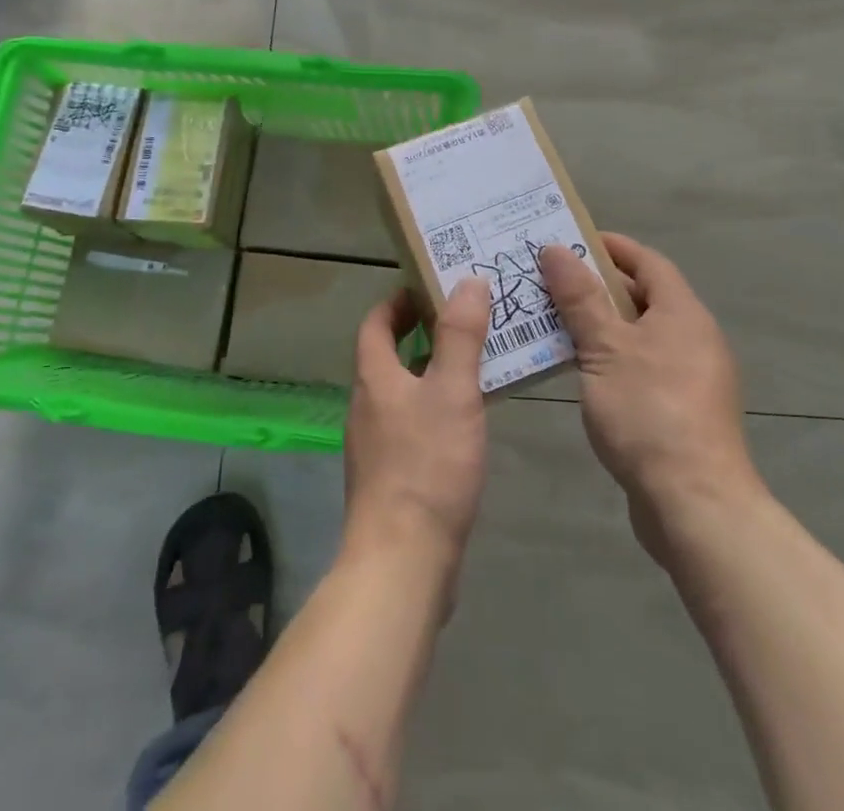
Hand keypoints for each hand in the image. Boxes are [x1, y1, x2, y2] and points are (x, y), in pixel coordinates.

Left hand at [342, 281, 491, 592]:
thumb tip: (467, 281)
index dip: (398, 301)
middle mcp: (367, 406)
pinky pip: (411, 426)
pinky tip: (467, 424)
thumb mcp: (452, 391)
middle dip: (422, 334)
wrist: (402, 562)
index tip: (430, 287)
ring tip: (476, 365)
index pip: (376, 323)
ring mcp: (376, 445)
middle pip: (388, 356)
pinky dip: (435, 410)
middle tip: (466, 321)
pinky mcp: (391, 478)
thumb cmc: (427, 465)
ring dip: (431, 373)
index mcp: (374, 377)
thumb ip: (460, 335)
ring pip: (402, 393)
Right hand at [540, 236, 763, 562]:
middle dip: (596, 286)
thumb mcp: (605, 348)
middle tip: (548, 280)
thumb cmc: (649, 412)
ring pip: (638, 334)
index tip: (569, 240)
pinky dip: (609, 357)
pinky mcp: (680, 410)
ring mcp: (690, 377)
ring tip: (551, 320)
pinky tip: (577, 369)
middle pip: (642, 296)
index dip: (610, 247)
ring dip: (598, 324)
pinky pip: (640, 366)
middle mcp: (693, 337)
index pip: (647, 261)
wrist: (695, 504)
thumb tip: (556, 249)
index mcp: (682, 313)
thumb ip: (580, 297)